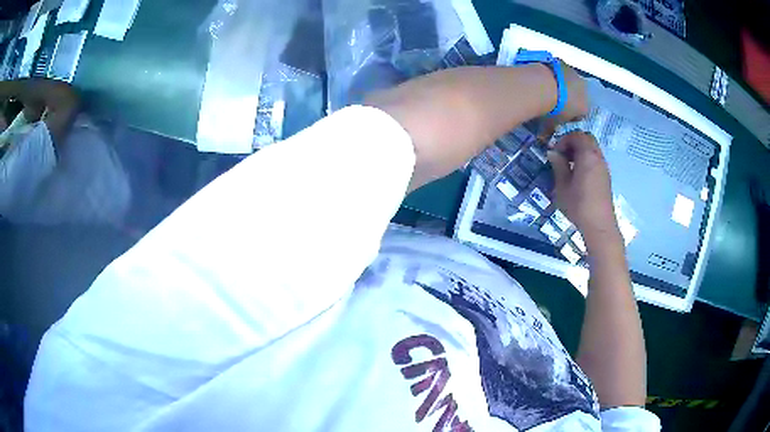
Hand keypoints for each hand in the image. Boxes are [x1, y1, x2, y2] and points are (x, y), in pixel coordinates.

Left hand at [538, 61, 588, 141]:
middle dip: (568, 99)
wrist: (541, 85)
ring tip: (547, 88)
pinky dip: (554, 74)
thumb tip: (543, 136)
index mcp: (585, 107)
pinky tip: (543, 77)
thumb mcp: (550, 125)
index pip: (581, 114)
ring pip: (570, 82)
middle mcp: (584, 90)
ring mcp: (574, 74)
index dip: (570, 116)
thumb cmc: (550, 110)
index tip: (559, 117)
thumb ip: (550, 130)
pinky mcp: (562, 62)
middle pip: (577, 96)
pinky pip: (560, 71)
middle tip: (553, 102)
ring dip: (562, 85)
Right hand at [547, 132, 620, 249]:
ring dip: (580, 152)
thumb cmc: (579, 205)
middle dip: (573, 143)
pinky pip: (596, 160)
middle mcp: (598, 157)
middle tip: (562, 156)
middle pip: (587, 139)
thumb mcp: (562, 186)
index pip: (577, 135)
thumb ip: (558, 166)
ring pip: (592, 149)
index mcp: (587, 155)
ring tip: (569, 167)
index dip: (564, 140)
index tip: (555, 153)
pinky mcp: (605, 177)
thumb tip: (552, 153)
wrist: (599, 225)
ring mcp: (604, 167)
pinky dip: (586, 160)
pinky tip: (578, 176)